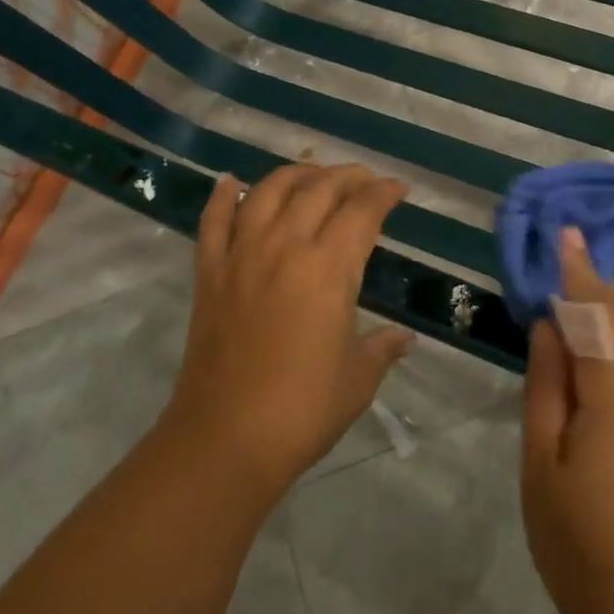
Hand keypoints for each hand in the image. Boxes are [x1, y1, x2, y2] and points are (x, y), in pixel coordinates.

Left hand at [164, 164, 413, 498]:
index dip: (384, 194)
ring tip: (313, 175)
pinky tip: (231, 183)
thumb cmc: (303, 409)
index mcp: (329, 269)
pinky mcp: (209, 274)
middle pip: (319, 189)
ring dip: (295, 175)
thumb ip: (383, 348)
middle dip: (348, 176)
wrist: (225, 439)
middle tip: (364, 180)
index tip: (398, 189)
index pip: (363, 211)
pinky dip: (223, 197)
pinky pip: (213, 222)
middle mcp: (286, 248)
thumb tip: (403, 338)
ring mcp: (242, 257)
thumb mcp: (358, 378)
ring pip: (268, 192)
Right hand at [521, 228, 613, 613]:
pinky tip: (608, 354)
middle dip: (595, 286)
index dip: (576, 271)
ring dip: (613, 314)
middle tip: (568, 254)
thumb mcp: (544, 467)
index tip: (565, 232)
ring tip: (582, 294)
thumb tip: (548, 327)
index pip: (594, 311)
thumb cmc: (589, 546)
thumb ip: (547, 388)